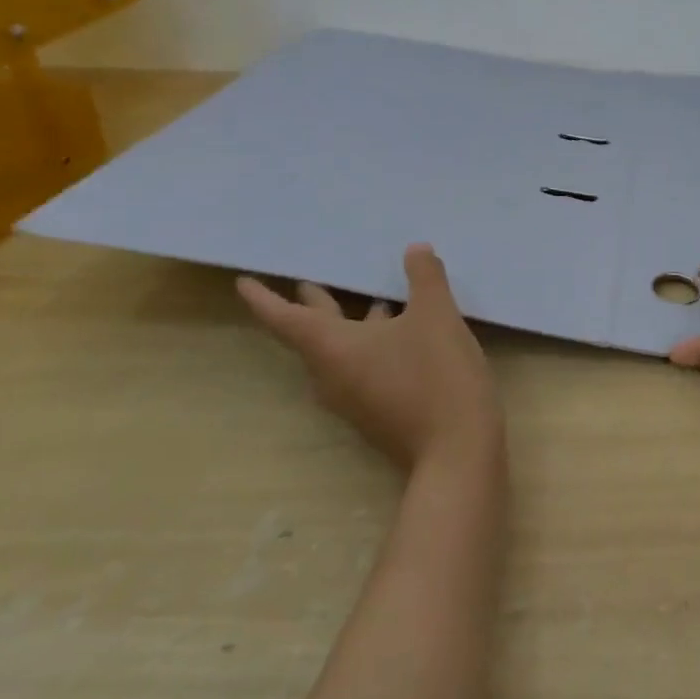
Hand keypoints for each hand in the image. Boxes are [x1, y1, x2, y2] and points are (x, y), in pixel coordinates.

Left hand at [236, 244, 498, 470]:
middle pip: (312, 333)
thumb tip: (415, 250)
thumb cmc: (436, 375)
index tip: (243, 282)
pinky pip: (362, 365)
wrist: (456, 448)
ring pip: (341, 350)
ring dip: (351, 322)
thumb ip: (425, 277)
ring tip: (374, 297)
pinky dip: (372, 340)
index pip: (285, 318)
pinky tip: (405, 329)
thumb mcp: (437, 314)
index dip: (263, 298)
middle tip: (308, 279)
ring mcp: (354, 397)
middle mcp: (332, 374)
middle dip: (312, 305)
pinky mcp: (377, 409)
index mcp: (333, 348)